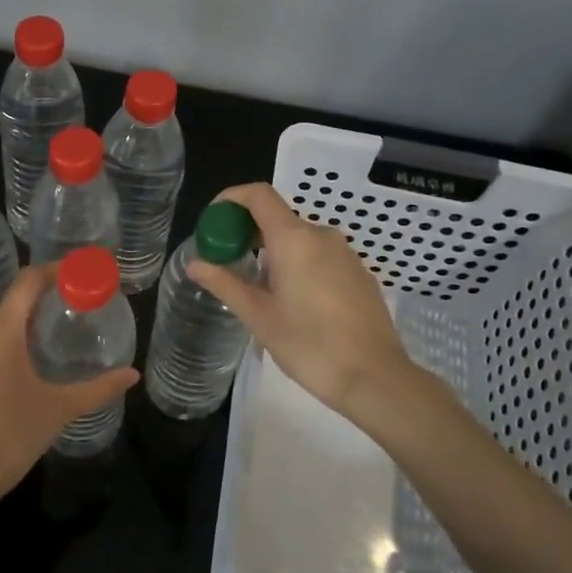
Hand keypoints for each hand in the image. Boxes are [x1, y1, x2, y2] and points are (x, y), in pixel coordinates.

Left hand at [0, 265, 138, 508]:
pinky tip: (32, 361)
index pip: (27, 282)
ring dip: (29, 321)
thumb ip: (98, 388)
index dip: (54, 270)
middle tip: (78, 301)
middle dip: (46, 296)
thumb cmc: (12, 435)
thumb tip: (132, 375)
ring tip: (59, 329)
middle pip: (14, 301)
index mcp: (1, 334)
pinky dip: (13, 341)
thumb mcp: (60, 409)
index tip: (81, 272)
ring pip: (0, 324)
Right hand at [186, 183, 421, 420]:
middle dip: (247, 232)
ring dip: (272, 252)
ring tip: (257, 290)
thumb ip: (225, 283)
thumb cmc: (309, 345)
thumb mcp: (258, 316)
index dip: (231, 198)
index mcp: (293, 239)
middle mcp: (321, 235)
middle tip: (226, 262)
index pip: (258, 195)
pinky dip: (297, 265)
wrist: (375, 377)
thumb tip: (195, 263)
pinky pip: (319, 256)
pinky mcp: (359, 273)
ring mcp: (345, 254)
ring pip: (299, 239)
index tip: (213, 221)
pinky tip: (293, 302)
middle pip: (277, 217)